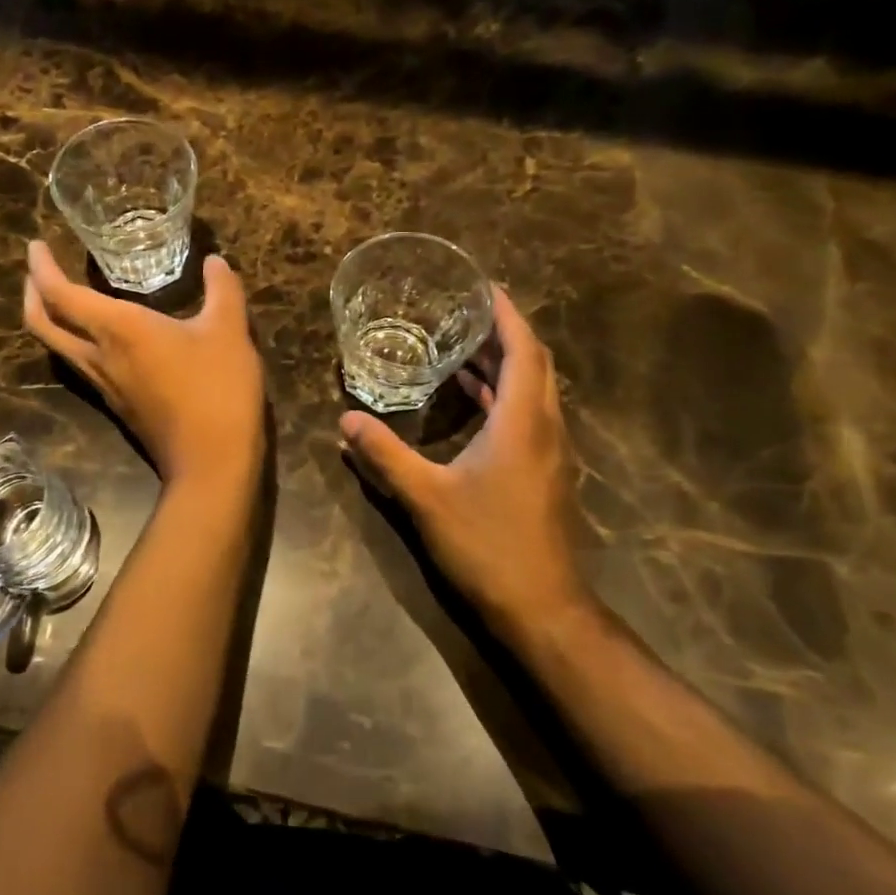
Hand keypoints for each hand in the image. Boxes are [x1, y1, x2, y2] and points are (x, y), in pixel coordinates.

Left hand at [24, 241, 265, 483]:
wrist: (212, 462)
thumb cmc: (217, 389)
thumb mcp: (229, 331)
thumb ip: (223, 290)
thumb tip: (215, 261)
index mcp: (118, 330)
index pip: (61, 295)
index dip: (41, 268)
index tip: (35, 245)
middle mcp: (100, 357)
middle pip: (43, 325)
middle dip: (32, 294)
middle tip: (37, 270)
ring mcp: (105, 385)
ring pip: (60, 348)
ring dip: (51, 319)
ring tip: (64, 296)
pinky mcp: (118, 405)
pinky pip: (82, 364)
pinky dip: (76, 340)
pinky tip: (103, 335)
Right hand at [339, 286, 587, 634]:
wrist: (543, 608)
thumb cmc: (488, 544)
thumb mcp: (426, 497)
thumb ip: (385, 455)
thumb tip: (345, 421)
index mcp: (523, 421)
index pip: (524, 350)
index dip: (507, 314)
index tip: (485, 287)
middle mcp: (545, 428)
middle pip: (534, 364)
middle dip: (504, 333)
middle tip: (465, 312)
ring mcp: (550, 452)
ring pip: (534, 391)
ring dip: (505, 364)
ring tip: (462, 347)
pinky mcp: (545, 473)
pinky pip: (528, 415)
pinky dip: (504, 396)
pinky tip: (472, 401)